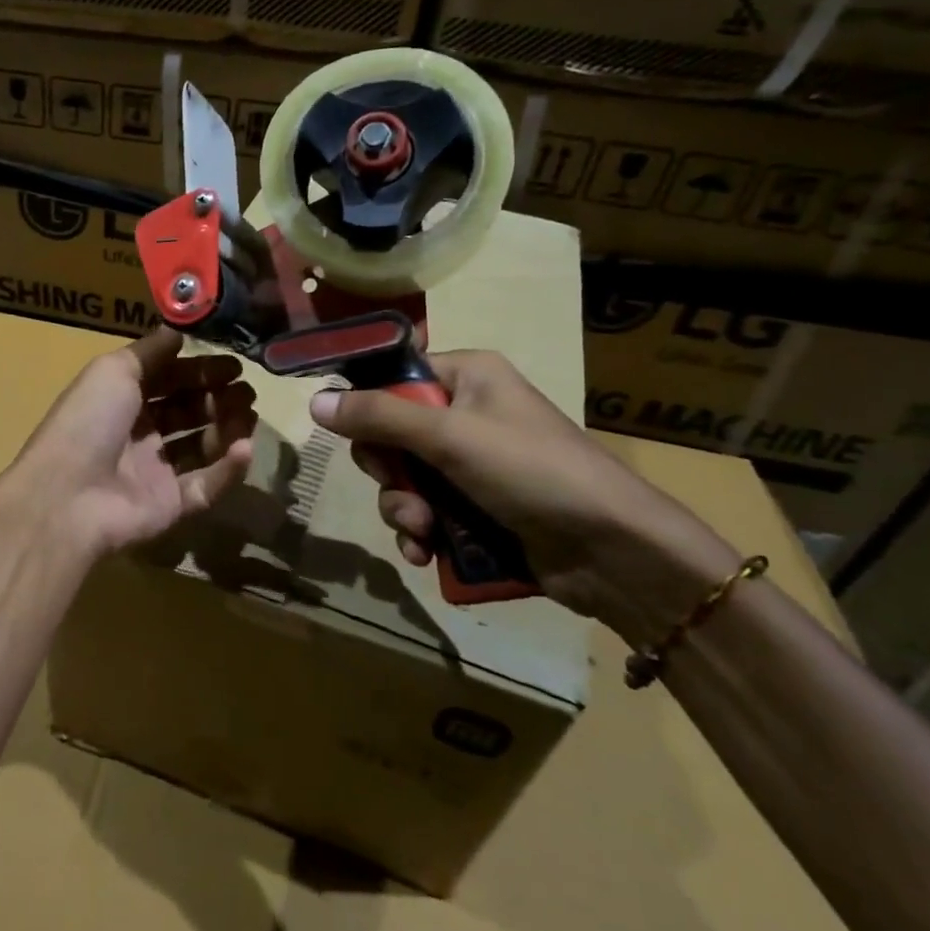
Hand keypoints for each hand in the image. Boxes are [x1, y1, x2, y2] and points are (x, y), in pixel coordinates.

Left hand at [0, 327, 255, 566]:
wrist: (68, 497)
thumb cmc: (89, 422)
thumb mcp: (113, 370)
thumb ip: (150, 350)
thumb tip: (178, 329)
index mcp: (121, 400)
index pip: (168, 380)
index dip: (199, 371)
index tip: (234, 365)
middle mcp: (138, 434)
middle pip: (187, 412)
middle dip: (218, 398)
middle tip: (247, 391)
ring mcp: (155, 472)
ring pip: (202, 447)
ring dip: (228, 429)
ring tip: (249, 414)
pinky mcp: (171, 506)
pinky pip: (206, 485)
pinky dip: (228, 469)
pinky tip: (245, 448)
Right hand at [310, 350, 737, 643]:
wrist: (615, 553)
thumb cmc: (533, 471)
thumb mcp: (449, 436)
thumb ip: (378, 416)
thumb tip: (314, 401)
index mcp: (467, 377)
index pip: (394, 376)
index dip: (367, 404)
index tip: (349, 433)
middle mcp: (466, 413)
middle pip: (390, 433)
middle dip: (387, 472)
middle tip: (403, 492)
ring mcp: (471, 464)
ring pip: (403, 478)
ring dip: (402, 509)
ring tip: (422, 533)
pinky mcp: (476, 507)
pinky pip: (425, 511)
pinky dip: (419, 533)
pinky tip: (425, 554)